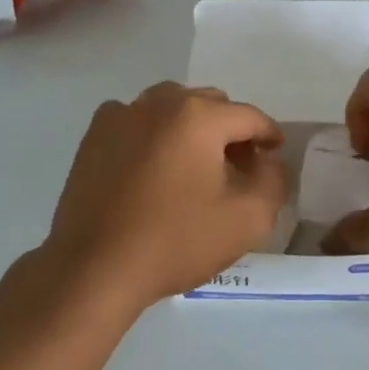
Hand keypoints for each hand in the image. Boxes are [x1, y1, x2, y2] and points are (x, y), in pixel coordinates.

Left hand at [42, 82, 287, 311]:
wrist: (95, 268)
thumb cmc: (176, 241)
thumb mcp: (248, 219)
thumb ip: (274, 180)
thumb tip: (267, 161)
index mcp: (198, 115)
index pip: (249, 116)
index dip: (269, 135)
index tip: (274, 157)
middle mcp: (158, 102)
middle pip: (210, 105)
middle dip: (230, 131)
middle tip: (238, 168)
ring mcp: (120, 115)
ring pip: (171, 108)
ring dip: (191, 129)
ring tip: (195, 167)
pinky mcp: (94, 137)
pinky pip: (137, 122)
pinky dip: (154, 135)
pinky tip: (154, 169)